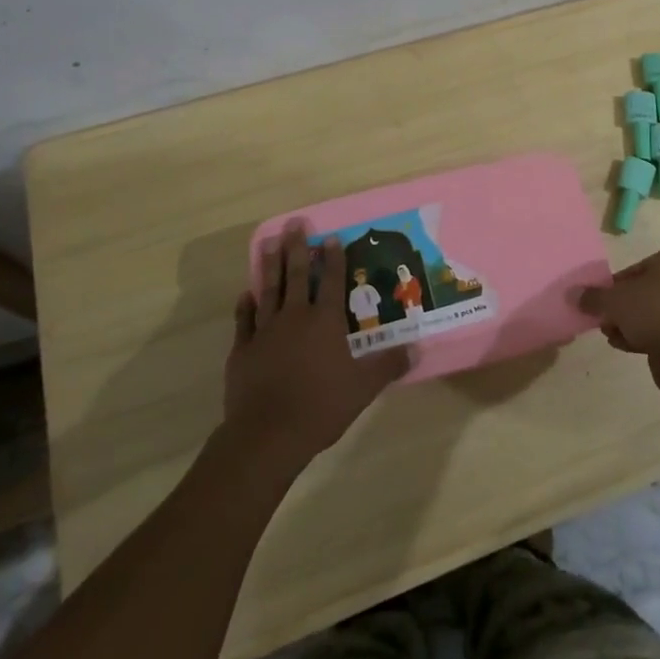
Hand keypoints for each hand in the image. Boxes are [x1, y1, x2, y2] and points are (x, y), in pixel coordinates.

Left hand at [224, 222, 408, 471]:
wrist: (268, 434)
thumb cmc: (321, 406)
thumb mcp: (363, 388)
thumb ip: (388, 365)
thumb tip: (416, 349)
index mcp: (325, 322)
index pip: (332, 281)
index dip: (333, 258)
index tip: (330, 236)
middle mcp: (295, 317)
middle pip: (297, 275)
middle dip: (296, 248)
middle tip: (294, 223)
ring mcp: (266, 331)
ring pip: (269, 290)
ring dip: (270, 266)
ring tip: (268, 243)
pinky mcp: (243, 350)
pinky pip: (244, 320)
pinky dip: (245, 305)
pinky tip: (246, 293)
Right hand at [577, 246, 659, 394]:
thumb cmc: (653, 313)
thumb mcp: (615, 300)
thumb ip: (593, 296)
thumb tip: (572, 294)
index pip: (636, 268)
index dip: (615, 285)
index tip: (601, 300)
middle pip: (644, 291)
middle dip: (622, 307)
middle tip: (604, 318)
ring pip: (652, 312)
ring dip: (629, 323)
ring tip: (611, 334)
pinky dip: (644, 336)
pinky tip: (624, 345)